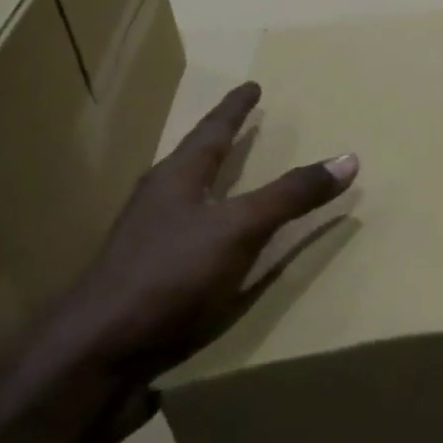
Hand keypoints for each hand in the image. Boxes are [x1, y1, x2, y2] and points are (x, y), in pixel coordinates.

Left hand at [34, 83, 357, 391]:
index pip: (212, 131)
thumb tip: (348, 158)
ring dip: (214, 183)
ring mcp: (148, 241)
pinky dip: (214, 226)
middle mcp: (158, 201)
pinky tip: (224, 243)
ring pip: (188, 198)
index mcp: (176, 178)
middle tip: (245, 126)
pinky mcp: (148, 278)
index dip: (235, 108)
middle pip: (194, 160)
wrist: (94, 355)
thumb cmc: (168, 275)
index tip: (251, 86)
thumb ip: (291, 195)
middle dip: (220, 143)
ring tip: (236, 177)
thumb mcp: (240, 228)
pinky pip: (190, 236)